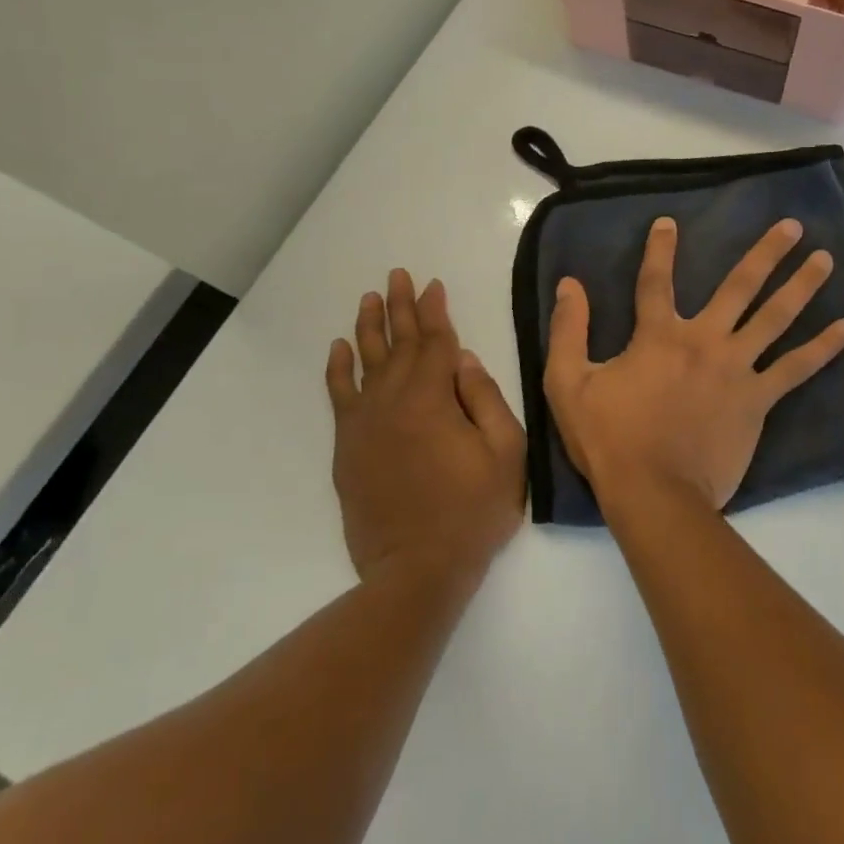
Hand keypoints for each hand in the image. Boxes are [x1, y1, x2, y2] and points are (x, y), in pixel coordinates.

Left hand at [326, 270, 526, 585]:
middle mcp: (393, 401)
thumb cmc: (472, 512)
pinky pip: (339, 396)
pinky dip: (339, 369)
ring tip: (369, 298)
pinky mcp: (348, 447)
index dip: (435, 311)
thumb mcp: (505, 454)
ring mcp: (365, 424)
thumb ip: (485, 399)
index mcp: (433, 399)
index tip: (433, 284)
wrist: (416, 568)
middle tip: (398, 275)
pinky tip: (340, 348)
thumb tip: (462, 359)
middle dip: (400, 307)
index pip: (435, 342)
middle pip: (397, 344)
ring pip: (366, 362)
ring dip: (368, 326)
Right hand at [544, 217, 843, 511]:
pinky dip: (822, 348)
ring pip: (775, 318)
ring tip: (826, 260)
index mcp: (658, 336)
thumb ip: (568, 330)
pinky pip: (795, 369)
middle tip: (794, 227)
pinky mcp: (757, 400)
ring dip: (802, 286)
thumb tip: (570, 285)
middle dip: (767, 254)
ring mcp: (736, 369)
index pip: (656, 281)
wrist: (653, 492)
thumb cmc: (609, 439)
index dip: (660, 250)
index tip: (669, 222)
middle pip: (739, 286)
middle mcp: (704, 341)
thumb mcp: (567, 383)